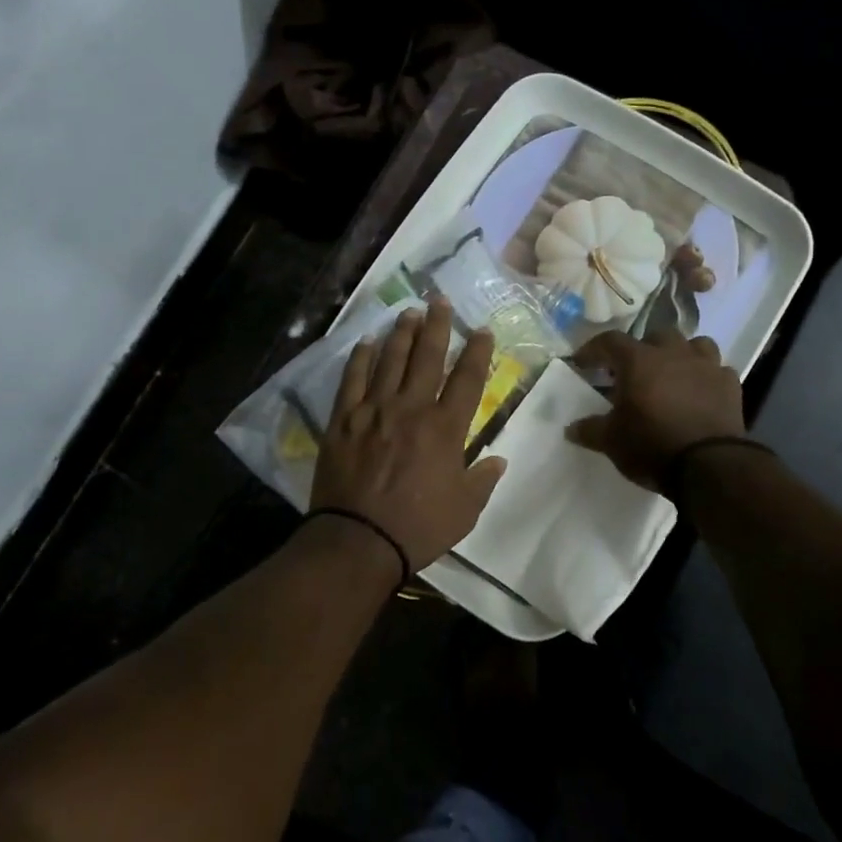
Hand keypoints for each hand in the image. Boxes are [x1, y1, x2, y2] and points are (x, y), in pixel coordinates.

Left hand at [311, 301, 507, 570]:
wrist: (359, 540)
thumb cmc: (419, 527)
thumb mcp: (465, 510)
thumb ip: (483, 480)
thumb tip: (498, 460)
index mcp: (446, 429)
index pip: (468, 379)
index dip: (477, 352)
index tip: (482, 331)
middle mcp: (411, 408)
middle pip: (427, 357)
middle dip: (437, 326)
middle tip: (440, 300)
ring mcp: (374, 410)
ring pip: (390, 360)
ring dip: (402, 333)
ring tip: (409, 313)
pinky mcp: (343, 419)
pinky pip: (352, 379)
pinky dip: (360, 358)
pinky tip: (366, 341)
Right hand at [567, 330, 744, 491]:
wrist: (710, 466)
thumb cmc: (651, 446)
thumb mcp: (611, 441)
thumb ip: (590, 429)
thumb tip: (570, 428)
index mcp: (638, 361)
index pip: (610, 341)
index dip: (594, 349)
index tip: (582, 362)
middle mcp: (673, 353)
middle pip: (655, 335)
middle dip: (642, 349)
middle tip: (632, 371)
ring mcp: (706, 366)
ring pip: (694, 344)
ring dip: (680, 354)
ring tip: (672, 374)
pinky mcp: (730, 384)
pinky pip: (717, 370)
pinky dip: (706, 377)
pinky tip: (700, 392)